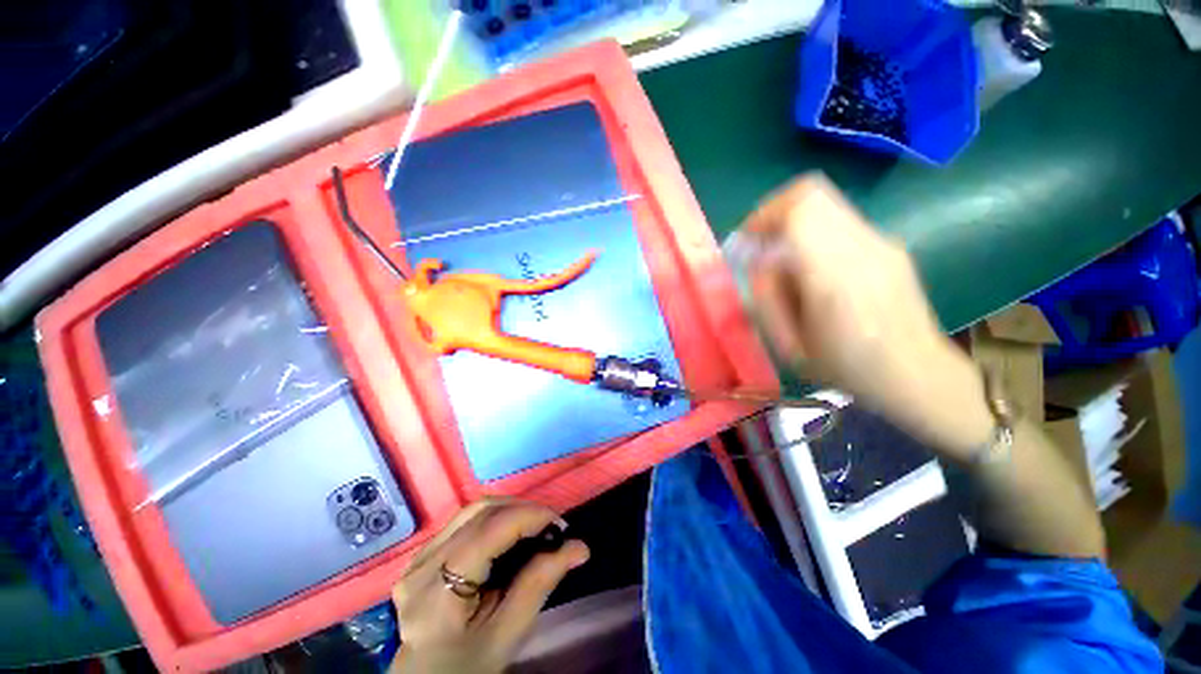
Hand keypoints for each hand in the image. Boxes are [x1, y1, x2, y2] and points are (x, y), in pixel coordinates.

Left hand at [389, 498, 588, 673]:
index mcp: (438, 592)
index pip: (490, 530)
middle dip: (523, 509)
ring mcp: (418, 558)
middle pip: (481, 512)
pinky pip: (464, 521)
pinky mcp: (422, 555)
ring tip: (534, 526)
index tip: (562, 525)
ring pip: (472, 510)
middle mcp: (422, 565)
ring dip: (509, 509)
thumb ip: (539, 584)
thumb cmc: (467, 667)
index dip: (530, 515)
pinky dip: (494, 518)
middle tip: (551, 527)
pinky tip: (509, 533)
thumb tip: (578, 547)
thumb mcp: (506, 635)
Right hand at [736, 174, 992, 455]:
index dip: (765, 215)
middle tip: (760, 244)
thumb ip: (769, 296)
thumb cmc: (848, 369)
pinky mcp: (890, 245)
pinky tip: (813, 270)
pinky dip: (814, 235)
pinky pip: (840, 223)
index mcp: (835, 277)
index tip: (748, 240)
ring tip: (784, 262)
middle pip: (813, 193)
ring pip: (826, 205)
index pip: (801, 209)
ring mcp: (882, 242)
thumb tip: (761, 261)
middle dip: (775, 213)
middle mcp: (864, 248)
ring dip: (794, 225)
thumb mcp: (791, 344)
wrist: (919, 374)